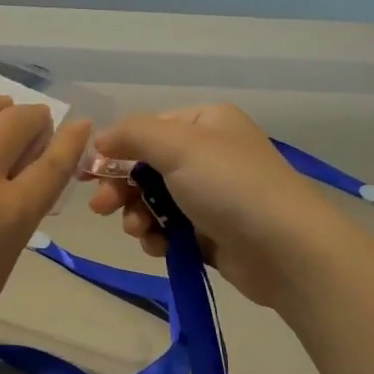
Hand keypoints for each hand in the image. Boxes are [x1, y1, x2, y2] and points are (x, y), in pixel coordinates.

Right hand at [85, 103, 354, 310]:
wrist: (287, 250)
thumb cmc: (230, 186)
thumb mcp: (178, 146)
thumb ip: (133, 135)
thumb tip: (100, 139)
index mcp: (206, 123)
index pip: (147, 130)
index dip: (115, 150)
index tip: (87, 174)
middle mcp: (209, 154)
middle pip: (146, 167)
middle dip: (122, 188)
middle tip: (102, 209)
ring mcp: (212, 195)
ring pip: (154, 201)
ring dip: (138, 215)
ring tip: (139, 231)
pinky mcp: (212, 232)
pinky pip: (171, 229)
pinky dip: (158, 237)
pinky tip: (159, 247)